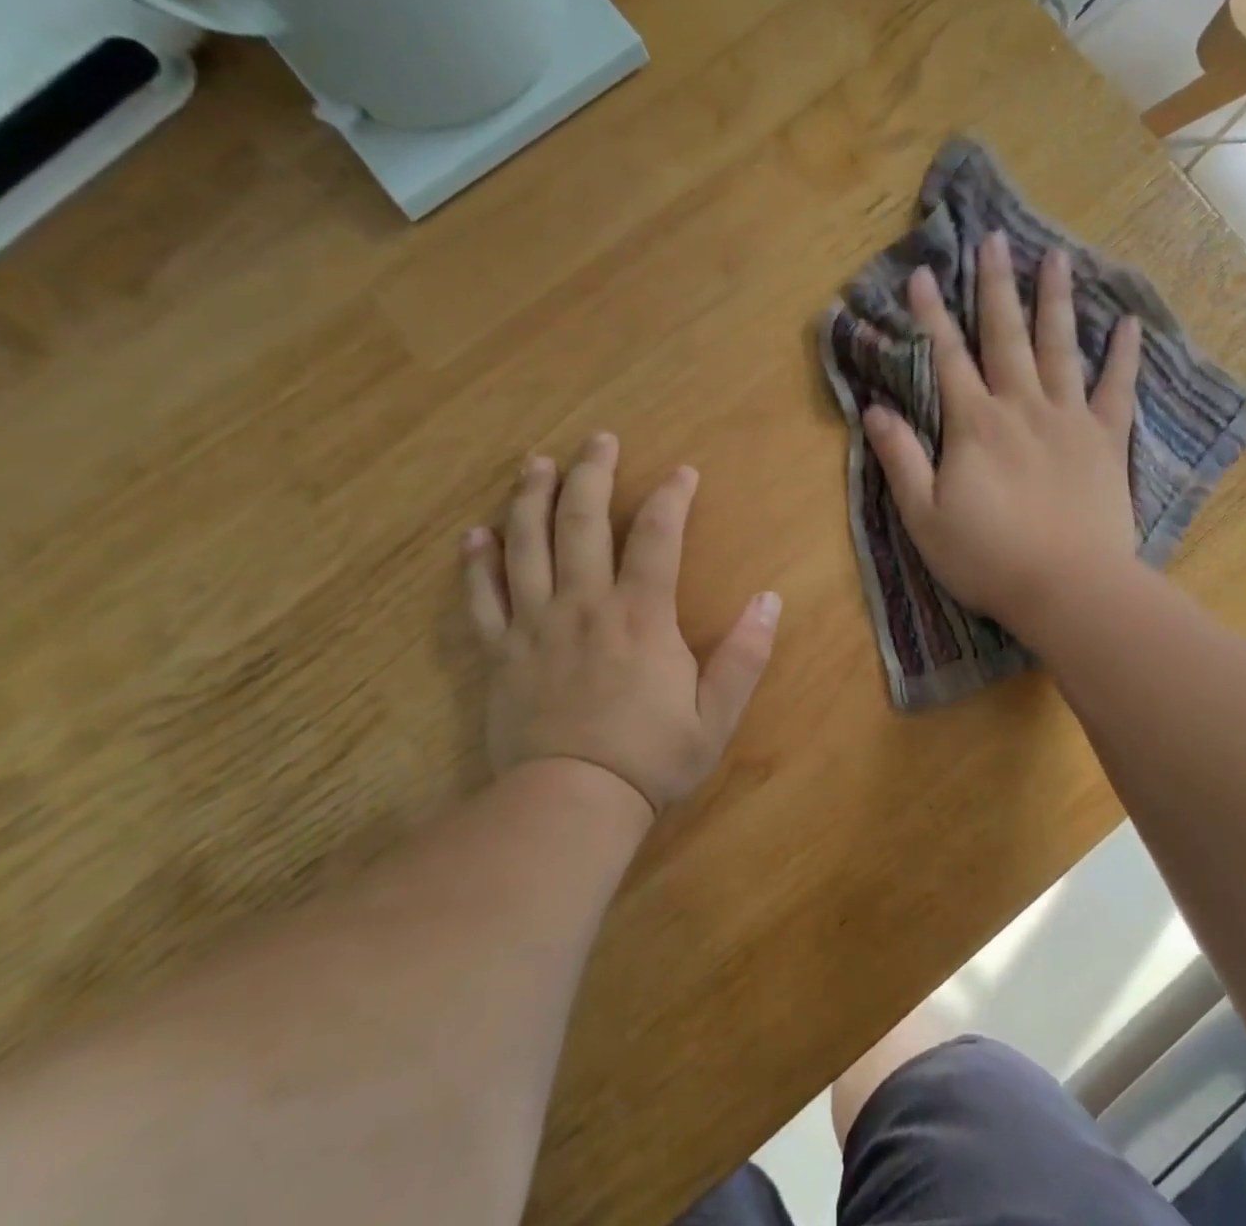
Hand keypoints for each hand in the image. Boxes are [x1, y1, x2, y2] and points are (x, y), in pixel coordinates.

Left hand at [461, 433, 781, 815]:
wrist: (570, 806)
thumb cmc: (650, 758)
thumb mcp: (716, 715)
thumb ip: (745, 655)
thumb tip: (770, 599)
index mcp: (640, 615)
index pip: (656, 536)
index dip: (671, 496)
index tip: (682, 471)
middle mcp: (584, 605)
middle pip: (581, 522)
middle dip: (591, 473)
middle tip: (597, 439)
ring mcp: (535, 626)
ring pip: (526, 546)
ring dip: (530, 499)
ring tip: (534, 463)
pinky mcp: (500, 653)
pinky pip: (482, 599)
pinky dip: (476, 564)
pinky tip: (474, 535)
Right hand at [863, 233, 1141, 635]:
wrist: (1068, 588)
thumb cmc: (987, 558)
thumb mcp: (924, 516)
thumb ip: (901, 459)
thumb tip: (875, 409)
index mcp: (974, 425)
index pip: (946, 358)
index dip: (930, 315)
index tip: (921, 273)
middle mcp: (1021, 407)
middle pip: (1005, 337)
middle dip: (995, 286)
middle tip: (994, 238)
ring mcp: (1070, 420)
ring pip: (1061, 349)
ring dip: (1056, 301)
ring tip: (1056, 257)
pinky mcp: (1107, 442)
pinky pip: (1118, 390)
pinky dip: (1124, 356)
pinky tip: (1129, 323)